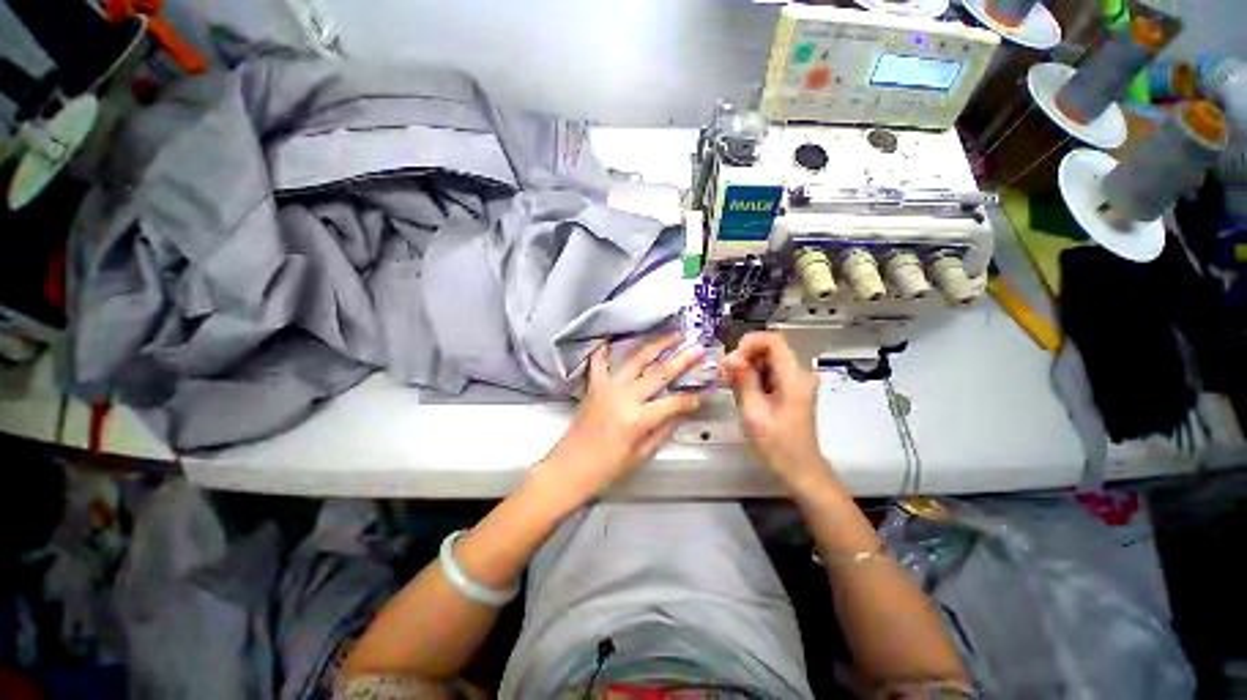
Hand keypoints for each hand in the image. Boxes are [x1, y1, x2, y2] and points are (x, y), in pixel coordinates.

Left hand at [531, 334, 703, 507]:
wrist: (569, 468)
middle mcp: (624, 397)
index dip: (691, 398)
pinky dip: (605, 349)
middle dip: (682, 360)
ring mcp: (608, 388)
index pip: (673, 403)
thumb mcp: (641, 455)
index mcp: (638, 419)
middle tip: (698, 348)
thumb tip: (681, 412)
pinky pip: (599, 362)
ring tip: (672, 335)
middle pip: (659, 374)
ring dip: (655, 346)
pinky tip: (612, 337)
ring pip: (635, 360)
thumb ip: (663, 430)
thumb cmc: (606, 469)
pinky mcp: (594, 386)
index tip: (703, 393)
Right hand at [722, 332, 826, 489]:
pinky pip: (769, 372)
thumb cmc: (776, 444)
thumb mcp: (754, 412)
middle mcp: (798, 373)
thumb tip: (730, 356)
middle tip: (725, 374)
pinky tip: (741, 390)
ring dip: (746, 366)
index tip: (732, 360)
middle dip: (744, 356)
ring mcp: (795, 381)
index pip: (773, 340)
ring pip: (767, 359)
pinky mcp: (790, 388)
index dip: (749, 343)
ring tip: (730, 383)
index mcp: (794, 377)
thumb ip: (743, 381)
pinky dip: (752, 376)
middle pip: (769, 348)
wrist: (799, 468)